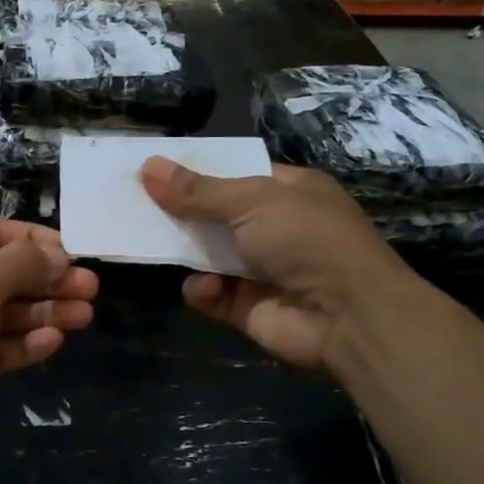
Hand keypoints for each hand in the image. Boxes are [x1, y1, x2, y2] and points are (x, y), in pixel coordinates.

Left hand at [0, 219, 98, 473]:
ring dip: (41, 312)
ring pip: (1, 312)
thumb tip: (58, 253)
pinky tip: (53, 342)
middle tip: (90, 290)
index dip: (35, 243)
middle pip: (1, 274)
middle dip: (45, 281)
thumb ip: (17, 267)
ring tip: (84, 316)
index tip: (75, 255)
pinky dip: (21, 343)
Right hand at [139, 156, 417, 370]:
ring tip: (150, 241)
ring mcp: (262, 270)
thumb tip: (147, 167)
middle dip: (181, 211)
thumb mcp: (251, 201)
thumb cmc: (307, 240)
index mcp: (289, 191)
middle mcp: (277, 228)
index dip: (197, 170)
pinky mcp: (248, 307)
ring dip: (185, 251)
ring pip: (209, 255)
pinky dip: (202, 290)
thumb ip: (197, 190)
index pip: (236, 174)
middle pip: (217, 214)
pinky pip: (212, 294)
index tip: (155, 169)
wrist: (348, 316)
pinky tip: (203, 287)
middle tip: (135, 204)